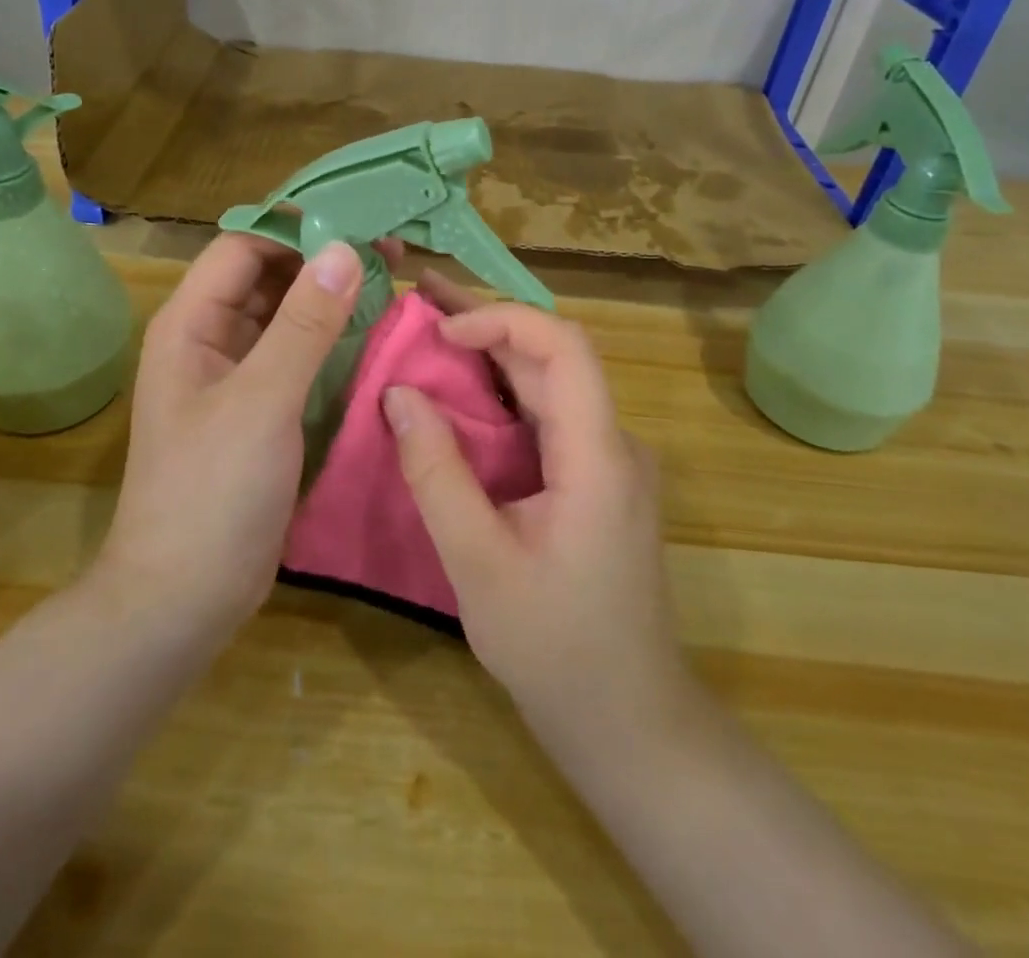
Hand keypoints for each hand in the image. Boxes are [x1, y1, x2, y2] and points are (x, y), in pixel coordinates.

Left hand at [93, 233, 365, 652]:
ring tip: (394, 286)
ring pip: (287, 317)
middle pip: (267, 277)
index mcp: (191, 324)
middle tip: (391, 254)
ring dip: (332, 300)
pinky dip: (332, 342)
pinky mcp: (262, 410)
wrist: (185, 597)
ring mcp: (237, 377)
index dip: (296, 232)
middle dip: (323, 262)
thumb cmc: (213, 492)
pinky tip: (375, 338)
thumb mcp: (262, 401)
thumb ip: (304, 325)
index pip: (243, 248)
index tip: (359, 227)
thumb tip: (344, 248)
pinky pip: (298, 357)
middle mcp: (211, 340)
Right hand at [385, 274, 691, 743]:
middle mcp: (614, 444)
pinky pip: (547, 419)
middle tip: (419, 305)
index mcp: (598, 455)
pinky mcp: (595, 481)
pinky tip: (456, 399)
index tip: (442, 331)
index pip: (565, 347)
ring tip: (428, 335)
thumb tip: (398, 394)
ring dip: (490, 358)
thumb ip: (437, 474)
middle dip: (486, 325)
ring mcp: (608, 462)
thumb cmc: (556, 649)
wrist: (630, 722)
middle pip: (554, 358)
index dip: (503, 320)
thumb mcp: (478, 563)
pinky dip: (499, 399)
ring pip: (549, 385)